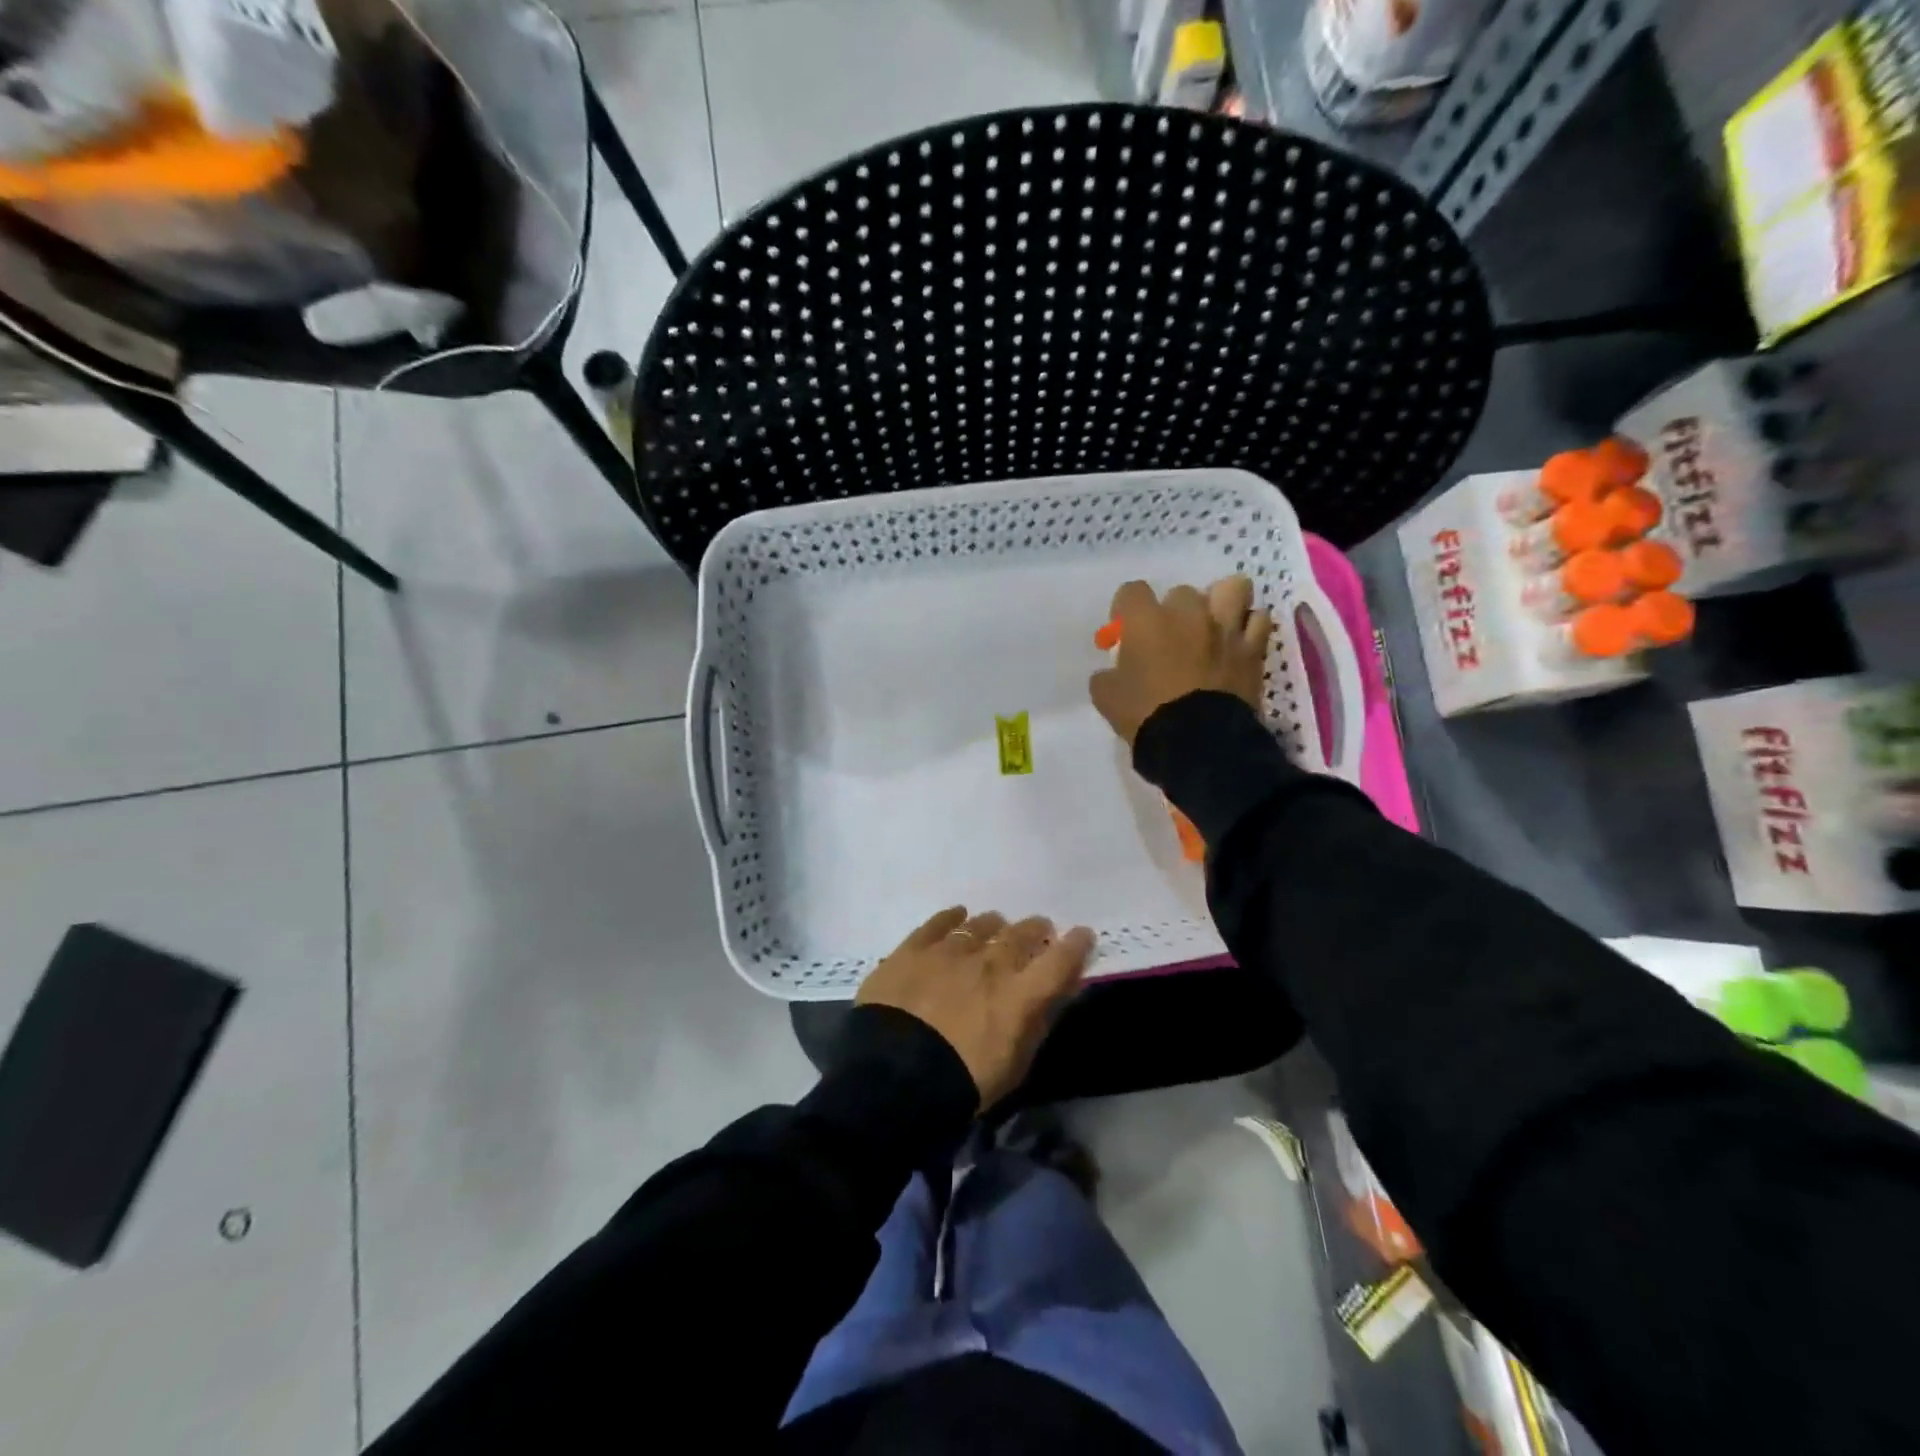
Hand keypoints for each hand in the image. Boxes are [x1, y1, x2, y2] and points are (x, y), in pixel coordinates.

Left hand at [857, 907, 1095, 1110]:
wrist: (893, 1077)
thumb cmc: (962, 1083)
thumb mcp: (1013, 1066)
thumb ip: (1036, 1023)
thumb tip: (1055, 994)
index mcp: (1020, 995)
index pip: (1060, 960)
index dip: (1075, 945)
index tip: (1083, 934)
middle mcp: (990, 963)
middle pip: (1021, 934)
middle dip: (1035, 930)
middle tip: (1038, 930)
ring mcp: (950, 951)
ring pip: (982, 924)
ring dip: (995, 926)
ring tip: (996, 927)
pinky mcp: (914, 949)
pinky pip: (939, 923)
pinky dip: (952, 917)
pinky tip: (957, 916)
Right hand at [1089, 576, 1273, 747]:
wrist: (1198, 741)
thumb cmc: (1145, 714)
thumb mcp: (1106, 697)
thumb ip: (1107, 676)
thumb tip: (1112, 672)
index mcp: (1147, 621)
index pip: (1132, 591)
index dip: (1126, 609)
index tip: (1125, 630)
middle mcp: (1188, 613)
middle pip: (1181, 592)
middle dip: (1174, 611)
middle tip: (1170, 638)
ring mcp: (1224, 628)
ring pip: (1232, 589)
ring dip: (1221, 602)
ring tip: (1214, 625)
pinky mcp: (1252, 649)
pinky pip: (1259, 621)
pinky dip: (1249, 628)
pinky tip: (1238, 643)